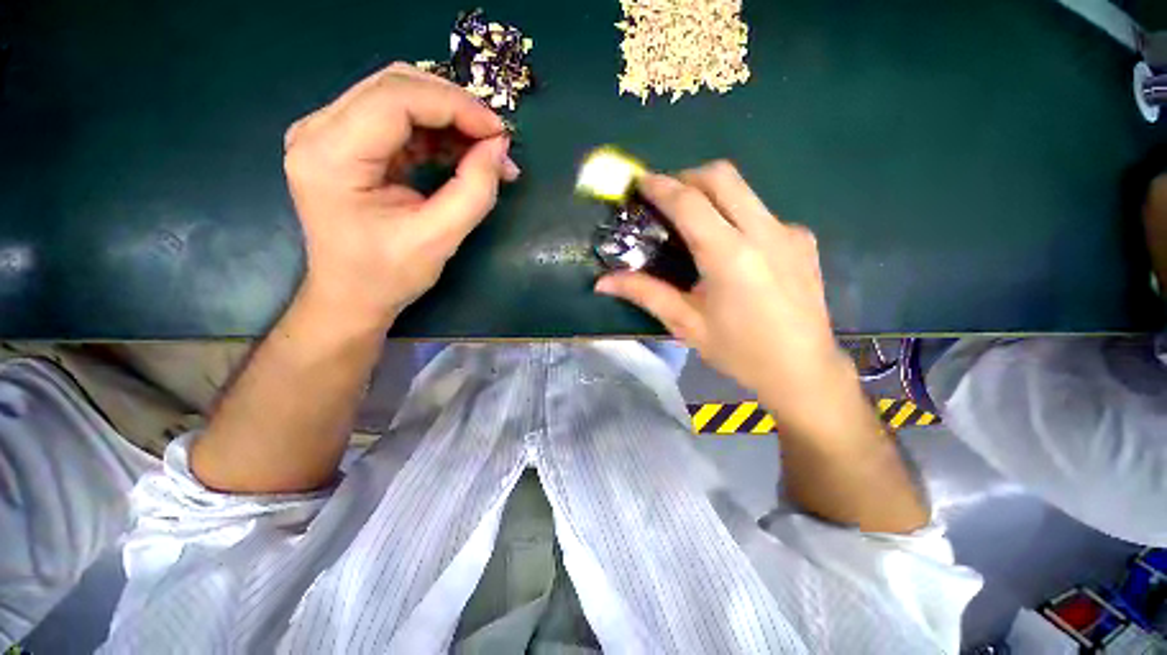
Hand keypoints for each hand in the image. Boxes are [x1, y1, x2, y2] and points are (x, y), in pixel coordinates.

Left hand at [283, 63, 519, 329]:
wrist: (351, 296)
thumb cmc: (388, 275)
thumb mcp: (439, 238)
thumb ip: (475, 191)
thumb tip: (499, 148)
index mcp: (330, 156)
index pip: (395, 99)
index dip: (455, 106)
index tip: (499, 132)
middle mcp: (318, 131)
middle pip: (395, 86)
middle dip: (454, 107)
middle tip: (494, 141)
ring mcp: (327, 133)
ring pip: (398, 97)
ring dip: (448, 119)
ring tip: (485, 153)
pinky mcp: (343, 143)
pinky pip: (396, 119)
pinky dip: (435, 132)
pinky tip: (461, 155)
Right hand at [596, 161, 856, 436]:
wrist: (803, 370)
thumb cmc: (739, 351)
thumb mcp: (686, 324)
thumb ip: (645, 293)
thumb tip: (603, 282)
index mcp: (730, 256)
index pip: (690, 202)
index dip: (661, 186)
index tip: (641, 182)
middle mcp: (764, 232)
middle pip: (722, 176)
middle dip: (688, 177)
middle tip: (666, 197)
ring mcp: (789, 232)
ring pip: (744, 190)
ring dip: (713, 194)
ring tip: (694, 223)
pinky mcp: (803, 239)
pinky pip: (762, 213)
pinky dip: (737, 216)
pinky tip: (732, 249)